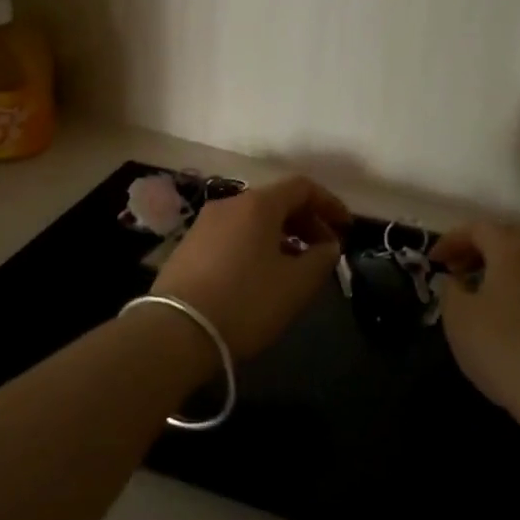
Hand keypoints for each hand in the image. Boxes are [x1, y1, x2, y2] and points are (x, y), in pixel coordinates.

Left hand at [152, 175, 351, 358]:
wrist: (174, 332)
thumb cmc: (245, 302)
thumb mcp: (296, 285)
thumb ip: (321, 259)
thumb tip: (328, 246)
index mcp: (258, 204)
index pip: (302, 187)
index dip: (329, 204)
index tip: (346, 227)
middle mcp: (230, 204)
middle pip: (277, 201)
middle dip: (306, 222)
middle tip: (324, 251)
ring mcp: (204, 223)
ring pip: (254, 219)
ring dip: (281, 235)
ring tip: (296, 266)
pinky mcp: (188, 246)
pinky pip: (233, 235)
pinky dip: (256, 245)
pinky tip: (261, 275)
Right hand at [431, 221, 519, 430]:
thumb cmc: (503, 348)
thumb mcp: (458, 318)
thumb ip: (450, 289)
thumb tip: (457, 280)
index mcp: (512, 249)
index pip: (478, 228)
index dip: (451, 240)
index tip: (433, 262)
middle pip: (506, 238)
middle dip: (477, 249)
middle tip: (456, 271)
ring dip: (501, 268)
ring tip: (481, 292)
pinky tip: (509, 315)